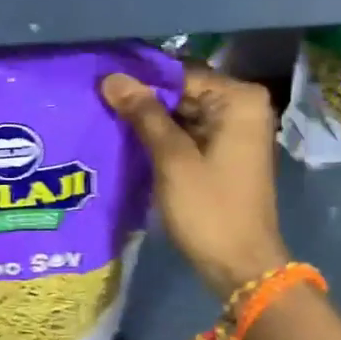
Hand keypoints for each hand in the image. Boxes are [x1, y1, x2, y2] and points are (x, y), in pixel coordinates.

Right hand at [102, 67, 289, 300]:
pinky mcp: (225, 154)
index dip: (141, 79)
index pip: (181, 74)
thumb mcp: (172, 159)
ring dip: (151, 119)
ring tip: (105, 116)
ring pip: (185, 114)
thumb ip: (144, 114)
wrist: (240, 265)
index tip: (102, 82)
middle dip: (145, 99)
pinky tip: (129, 139)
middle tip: (97, 99)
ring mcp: (236, 132)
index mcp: (239, 100)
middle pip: (184, 92)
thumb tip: (112, 78)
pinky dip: (164, 138)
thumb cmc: (209, 209)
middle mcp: (243, 108)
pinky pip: (190, 134)